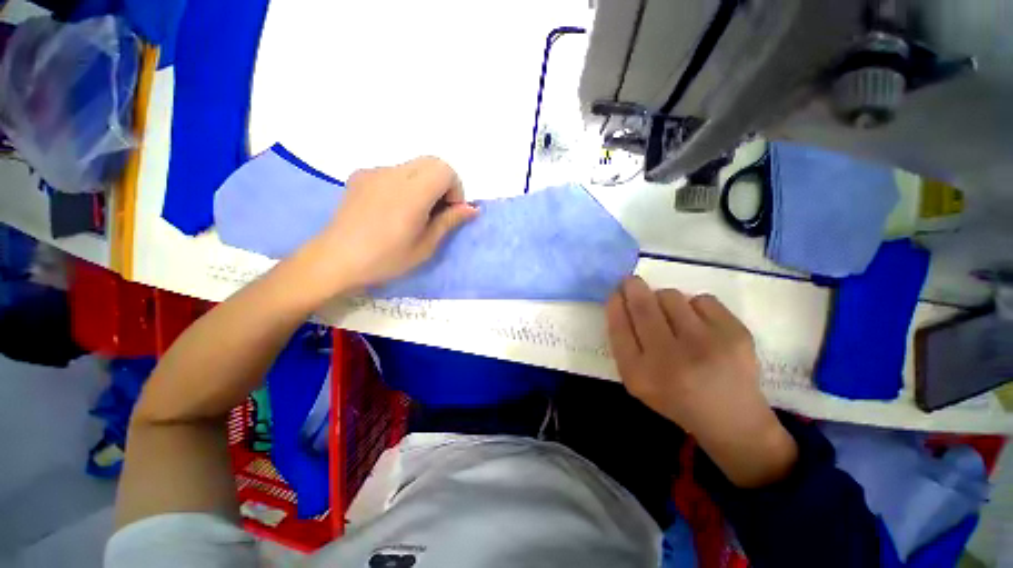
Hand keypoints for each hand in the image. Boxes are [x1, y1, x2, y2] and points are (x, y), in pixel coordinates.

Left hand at [312, 156, 477, 290]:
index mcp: (412, 193)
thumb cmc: (386, 259)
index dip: (455, 189)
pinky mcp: (360, 175)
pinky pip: (394, 171)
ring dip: (424, 184)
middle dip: (443, 184)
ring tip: (413, 212)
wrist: (336, 260)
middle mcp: (393, 174)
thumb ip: (449, 221)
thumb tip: (472, 208)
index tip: (448, 212)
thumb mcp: (425, 246)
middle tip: (435, 211)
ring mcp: (374, 172)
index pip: (445, 170)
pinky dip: (404, 184)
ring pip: (413, 166)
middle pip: (432, 162)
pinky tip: (392, 208)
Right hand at [606, 276, 796, 487]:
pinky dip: (695, 306)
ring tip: (672, 315)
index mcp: (640, 374)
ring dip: (664, 299)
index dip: (615, 304)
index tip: (615, 292)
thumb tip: (621, 300)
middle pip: (642, 306)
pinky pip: (702, 299)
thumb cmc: (675, 396)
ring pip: (671, 296)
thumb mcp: (637, 379)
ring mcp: (706, 345)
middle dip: (632, 287)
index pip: (619, 326)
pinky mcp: (735, 335)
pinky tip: (700, 325)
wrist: (732, 419)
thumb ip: (624, 342)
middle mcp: (670, 359)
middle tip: (632, 282)